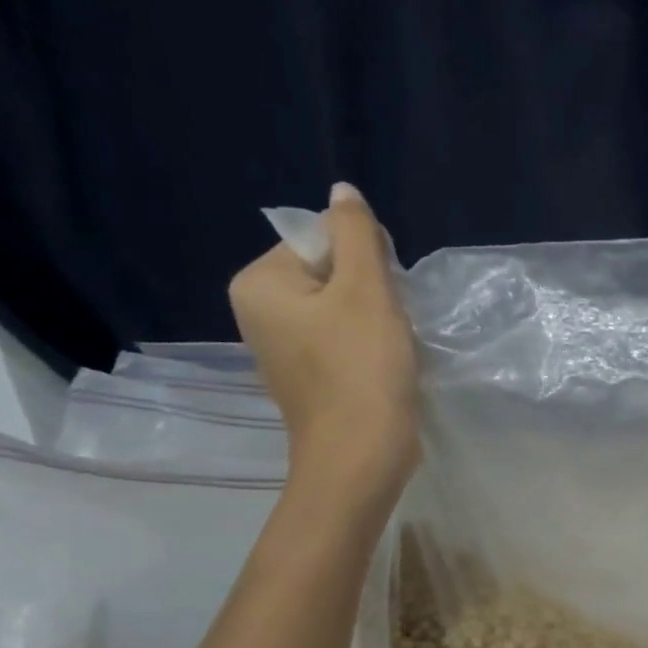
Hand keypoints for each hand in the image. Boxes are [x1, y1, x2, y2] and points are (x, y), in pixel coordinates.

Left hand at [228, 183, 418, 504]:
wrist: (360, 455)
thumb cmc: (362, 367)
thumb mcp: (366, 289)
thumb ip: (357, 233)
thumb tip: (342, 191)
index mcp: (260, 283)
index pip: (320, 240)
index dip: (364, 258)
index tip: (385, 294)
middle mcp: (258, 311)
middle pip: (330, 272)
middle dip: (370, 290)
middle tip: (388, 323)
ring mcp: (281, 347)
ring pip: (340, 307)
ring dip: (374, 318)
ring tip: (389, 347)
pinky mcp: (308, 375)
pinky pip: (341, 339)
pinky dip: (367, 345)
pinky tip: (383, 366)